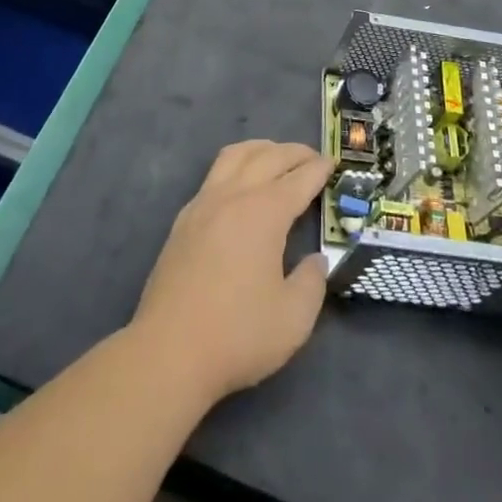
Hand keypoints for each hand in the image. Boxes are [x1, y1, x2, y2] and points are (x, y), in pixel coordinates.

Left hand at [131, 141, 332, 406]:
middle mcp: (233, 197)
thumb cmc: (238, 334)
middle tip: (313, 158)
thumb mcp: (294, 318)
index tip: (333, 163)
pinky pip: (214, 174)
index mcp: (264, 213)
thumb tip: (315, 261)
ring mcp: (203, 204)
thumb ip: (312, 282)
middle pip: (267, 157)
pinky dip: (236, 166)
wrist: (169, 351)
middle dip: (294, 153)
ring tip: (276, 157)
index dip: (319, 169)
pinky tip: (240, 184)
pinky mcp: (183, 220)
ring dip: (261, 149)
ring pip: (235, 156)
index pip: (298, 179)